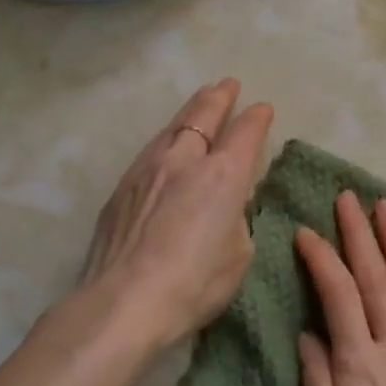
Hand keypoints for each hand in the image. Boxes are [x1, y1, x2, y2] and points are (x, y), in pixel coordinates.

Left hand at [78, 79, 272, 345]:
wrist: (123, 301)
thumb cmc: (195, 283)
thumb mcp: (239, 253)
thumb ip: (237, 218)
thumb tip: (228, 204)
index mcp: (224, 175)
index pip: (246, 133)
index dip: (257, 118)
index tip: (263, 109)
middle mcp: (186, 160)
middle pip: (204, 115)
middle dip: (219, 97)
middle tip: (228, 84)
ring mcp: (149, 169)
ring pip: (174, 126)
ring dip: (191, 110)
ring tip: (199, 101)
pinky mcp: (123, 186)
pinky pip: (152, 148)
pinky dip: (168, 137)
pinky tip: (168, 142)